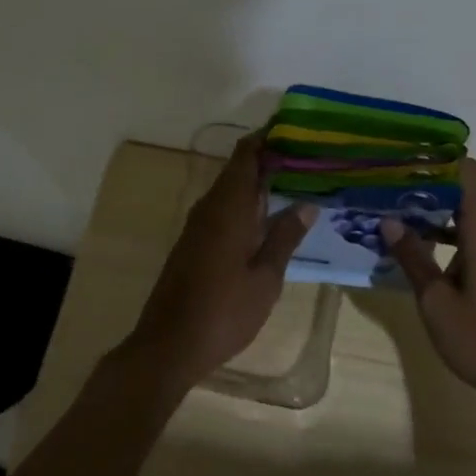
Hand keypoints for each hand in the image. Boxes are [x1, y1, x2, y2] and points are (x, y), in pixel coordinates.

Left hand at [124, 134, 317, 389]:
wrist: (168, 345)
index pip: (246, 155)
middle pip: (238, 169)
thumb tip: (307, 204)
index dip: (267, 138)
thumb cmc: (223, 311)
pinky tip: (268, 218)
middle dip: (268, 159)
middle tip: (306, 158)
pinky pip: (223, 209)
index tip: (294, 130)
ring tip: (295, 182)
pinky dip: (246, 204)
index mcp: (229, 207)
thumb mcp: (265, 277)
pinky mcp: (193, 244)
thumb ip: (285, 237)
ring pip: (230, 190)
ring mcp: (198, 226)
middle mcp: (210, 208)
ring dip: (258, 182)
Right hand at [382, 159, 475, 410]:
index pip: (468, 174)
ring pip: (462, 219)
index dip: (440, 159)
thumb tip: (389, 219)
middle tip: (384, 186)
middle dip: (424, 186)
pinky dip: (442, 238)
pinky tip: (414, 251)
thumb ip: (413, 257)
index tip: (405, 156)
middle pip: (461, 193)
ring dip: (430, 215)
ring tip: (390, 214)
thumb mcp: (435, 301)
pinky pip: (467, 240)